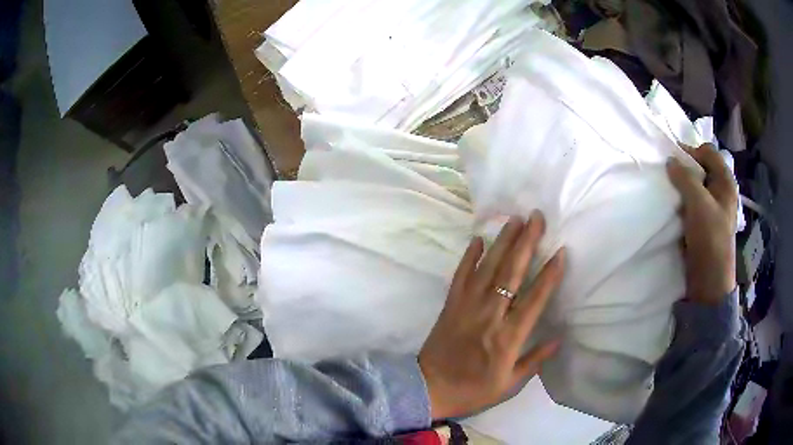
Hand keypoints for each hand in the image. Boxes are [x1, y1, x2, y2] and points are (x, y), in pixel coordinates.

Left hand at [418, 212, 563, 419]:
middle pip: (511, 273)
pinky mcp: (450, 304)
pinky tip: (477, 239)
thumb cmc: (473, 390)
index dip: (549, 275)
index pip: (534, 299)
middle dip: (526, 243)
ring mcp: (467, 306)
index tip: (561, 251)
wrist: (429, 389)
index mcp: (508, 337)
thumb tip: (559, 339)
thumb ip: (534, 360)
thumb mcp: (509, 385)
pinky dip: (469, 256)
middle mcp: (489, 315)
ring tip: (515, 219)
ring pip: (488, 268)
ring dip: (502, 242)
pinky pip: (461, 275)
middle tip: (536, 218)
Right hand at [666, 143, 737, 304]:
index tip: (673, 161)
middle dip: (685, 169)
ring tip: (670, 192)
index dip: (691, 152)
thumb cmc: (710, 239)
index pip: (707, 152)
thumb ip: (684, 178)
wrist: (709, 281)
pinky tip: (674, 207)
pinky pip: (692, 203)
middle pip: (701, 168)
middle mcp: (720, 191)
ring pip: (695, 186)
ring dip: (682, 187)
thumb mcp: (698, 204)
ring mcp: (712, 208)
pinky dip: (682, 201)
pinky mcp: (703, 222)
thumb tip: (670, 160)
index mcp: (725, 182)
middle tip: (670, 177)